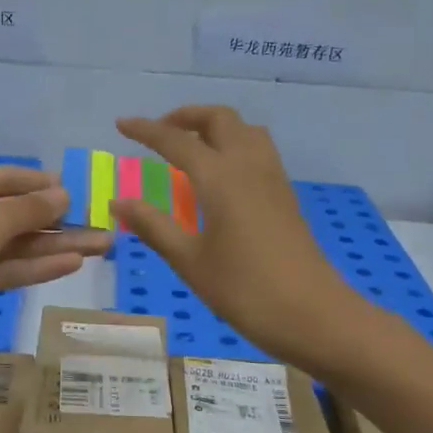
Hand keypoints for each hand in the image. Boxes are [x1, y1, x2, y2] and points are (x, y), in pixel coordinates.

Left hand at [0, 164, 110, 348]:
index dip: (41, 184)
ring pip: (13, 244)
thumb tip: (63, 194)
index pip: (5, 177)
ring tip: (100, 246)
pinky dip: (34, 266)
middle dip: (57, 221)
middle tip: (102, 225)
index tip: (76, 190)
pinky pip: (4, 268)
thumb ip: (29, 209)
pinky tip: (71, 263)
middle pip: (14, 214)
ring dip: (54, 246)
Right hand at [111, 107, 358, 369]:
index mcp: (221, 177)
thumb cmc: (245, 290)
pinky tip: (220, 174)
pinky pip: (258, 150)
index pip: (177, 141)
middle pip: (220, 119)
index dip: (146, 130)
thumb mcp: (190, 261)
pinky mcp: (285, 196)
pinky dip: (233, 144)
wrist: (314, 315)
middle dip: (186, 117)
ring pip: (245, 130)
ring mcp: (273, 178)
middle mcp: (249, 166)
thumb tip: (118, 201)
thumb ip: (153, 226)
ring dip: (214, 126)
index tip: (122, 123)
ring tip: (190, 146)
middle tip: (159, 132)